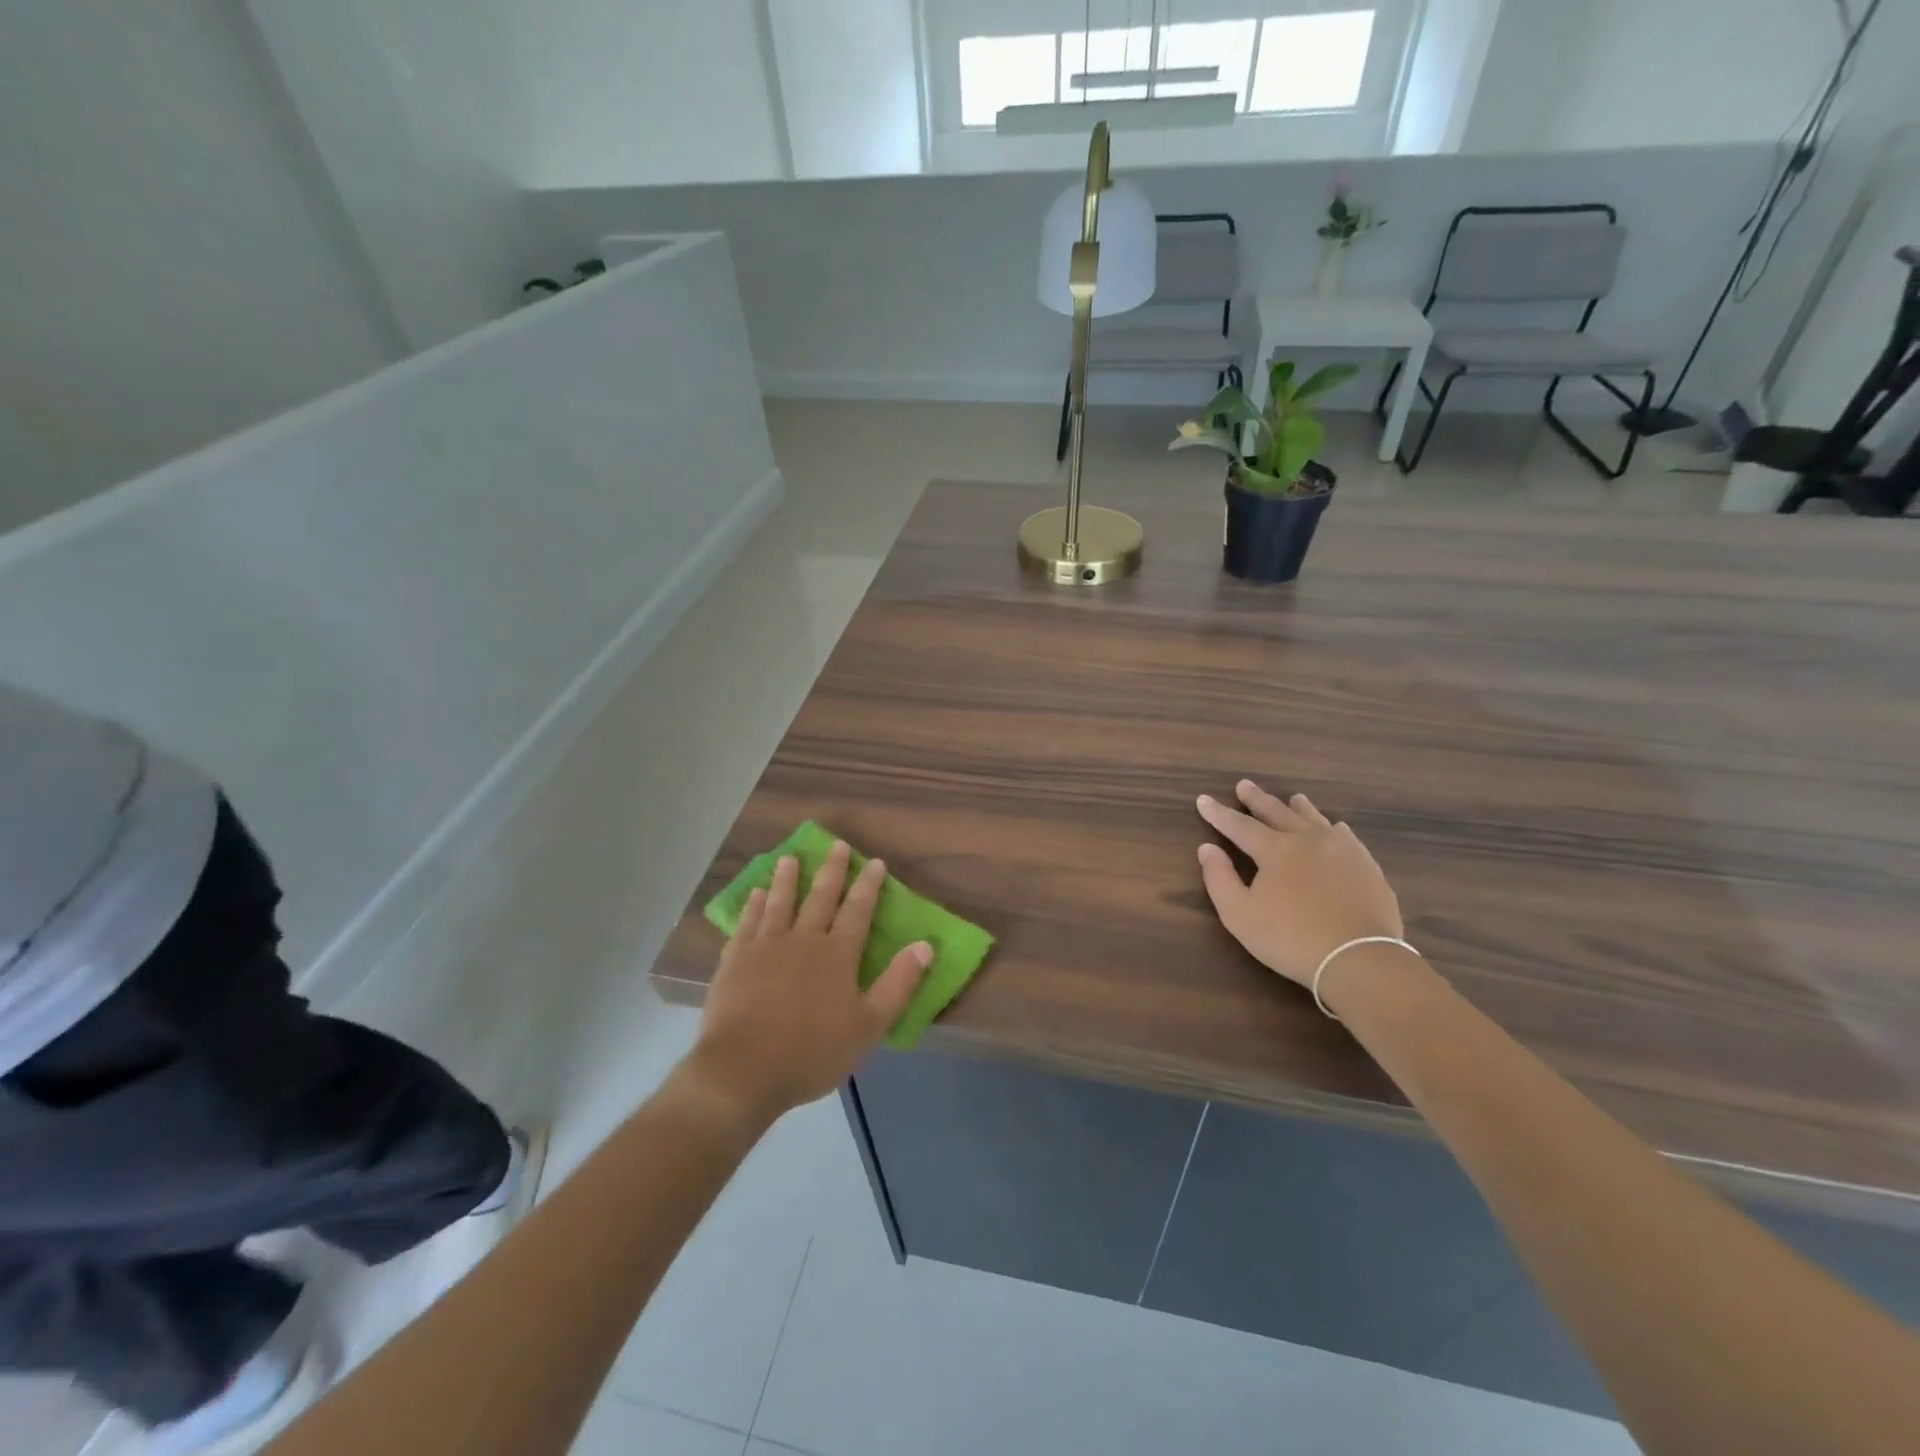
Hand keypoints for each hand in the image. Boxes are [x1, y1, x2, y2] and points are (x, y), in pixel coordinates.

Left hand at [687, 842, 930, 1124]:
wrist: (743, 1070)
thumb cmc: (812, 1052)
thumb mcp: (868, 1026)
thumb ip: (898, 984)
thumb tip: (925, 945)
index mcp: (837, 954)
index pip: (858, 910)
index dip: (868, 885)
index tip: (874, 862)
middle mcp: (803, 940)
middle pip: (820, 897)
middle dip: (832, 870)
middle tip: (836, 845)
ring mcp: (765, 947)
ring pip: (780, 903)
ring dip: (787, 879)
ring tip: (790, 858)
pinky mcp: (735, 960)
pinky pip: (747, 924)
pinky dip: (753, 906)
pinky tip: (756, 895)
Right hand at [1195, 780, 1402, 987]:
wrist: (1359, 958)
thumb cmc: (1290, 938)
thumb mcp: (1239, 914)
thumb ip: (1219, 878)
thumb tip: (1207, 848)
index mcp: (1275, 850)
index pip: (1239, 825)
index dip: (1219, 813)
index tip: (1203, 799)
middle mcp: (1307, 840)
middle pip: (1277, 813)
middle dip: (1257, 799)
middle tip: (1244, 785)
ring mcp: (1341, 850)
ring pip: (1315, 819)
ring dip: (1299, 808)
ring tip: (1293, 797)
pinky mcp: (1366, 866)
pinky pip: (1346, 837)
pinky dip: (1333, 828)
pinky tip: (1335, 828)